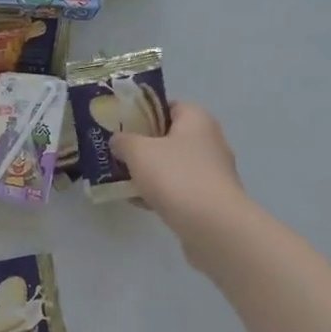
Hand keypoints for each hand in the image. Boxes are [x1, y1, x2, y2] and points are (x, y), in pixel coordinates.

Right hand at [110, 102, 247, 242]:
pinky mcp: (210, 198)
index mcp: (197, 119)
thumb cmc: (176, 176)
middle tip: (118, 153)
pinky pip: (179, 189)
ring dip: (149, 172)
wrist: (213, 225)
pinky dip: (160, 193)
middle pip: (170, 137)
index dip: (144, 113)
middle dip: (143, 146)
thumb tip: (118, 140)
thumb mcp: (138, 152)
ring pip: (173, 165)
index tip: (122, 126)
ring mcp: (212, 172)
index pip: (169, 106)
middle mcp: (209, 141)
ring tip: (122, 180)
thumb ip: (123, 141)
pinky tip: (139, 202)